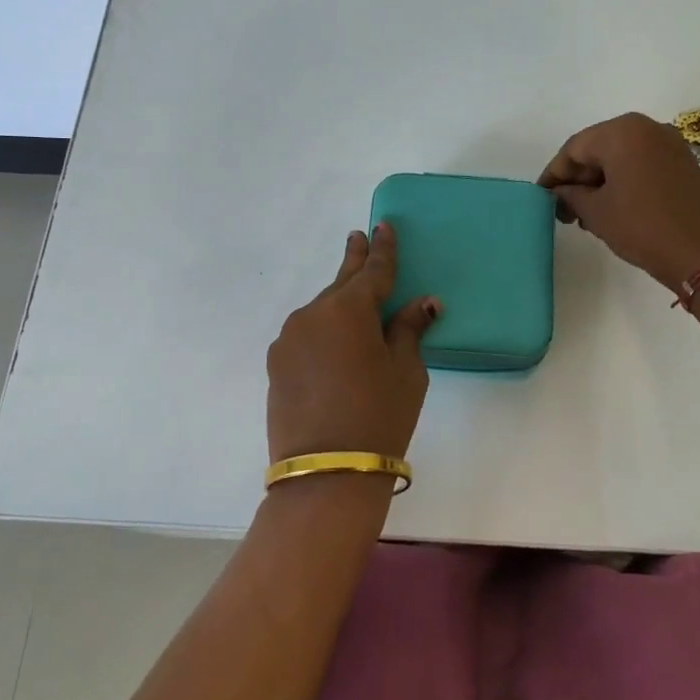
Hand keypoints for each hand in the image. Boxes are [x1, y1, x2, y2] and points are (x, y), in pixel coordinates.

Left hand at [266, 223, 439, 462]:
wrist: (327, 472)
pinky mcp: (276, 364)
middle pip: (340, 283)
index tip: (383, 226)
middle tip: (358, 237)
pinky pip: (306, 336)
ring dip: (338, 305)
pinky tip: (334, 346)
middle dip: (353, 260)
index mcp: (348, 309)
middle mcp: (312, 314)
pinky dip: (323, 332)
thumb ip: (409, 330)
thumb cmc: (380, 415)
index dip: (382, 249)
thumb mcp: (407, 372)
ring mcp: (289, 339)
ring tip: (355, 307)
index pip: (373, 271)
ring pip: (321, 311)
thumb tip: (422, 303)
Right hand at [539, 112, 699, 289]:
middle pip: (599, 148)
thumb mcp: (597, 212)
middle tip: (563, 210)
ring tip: (586, 216)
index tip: (541, 197)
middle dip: (578, 179)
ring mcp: (670, 145)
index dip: (554, 174)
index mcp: (622, 132)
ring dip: (599, 183)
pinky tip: (613, 209)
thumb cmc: (642, 226)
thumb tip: (560, 192)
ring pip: (621, 158)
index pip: (574, 148)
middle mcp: (647, 128)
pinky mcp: (684, 164)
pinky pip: (642, 165)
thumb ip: (571, 196)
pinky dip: (623, 182)